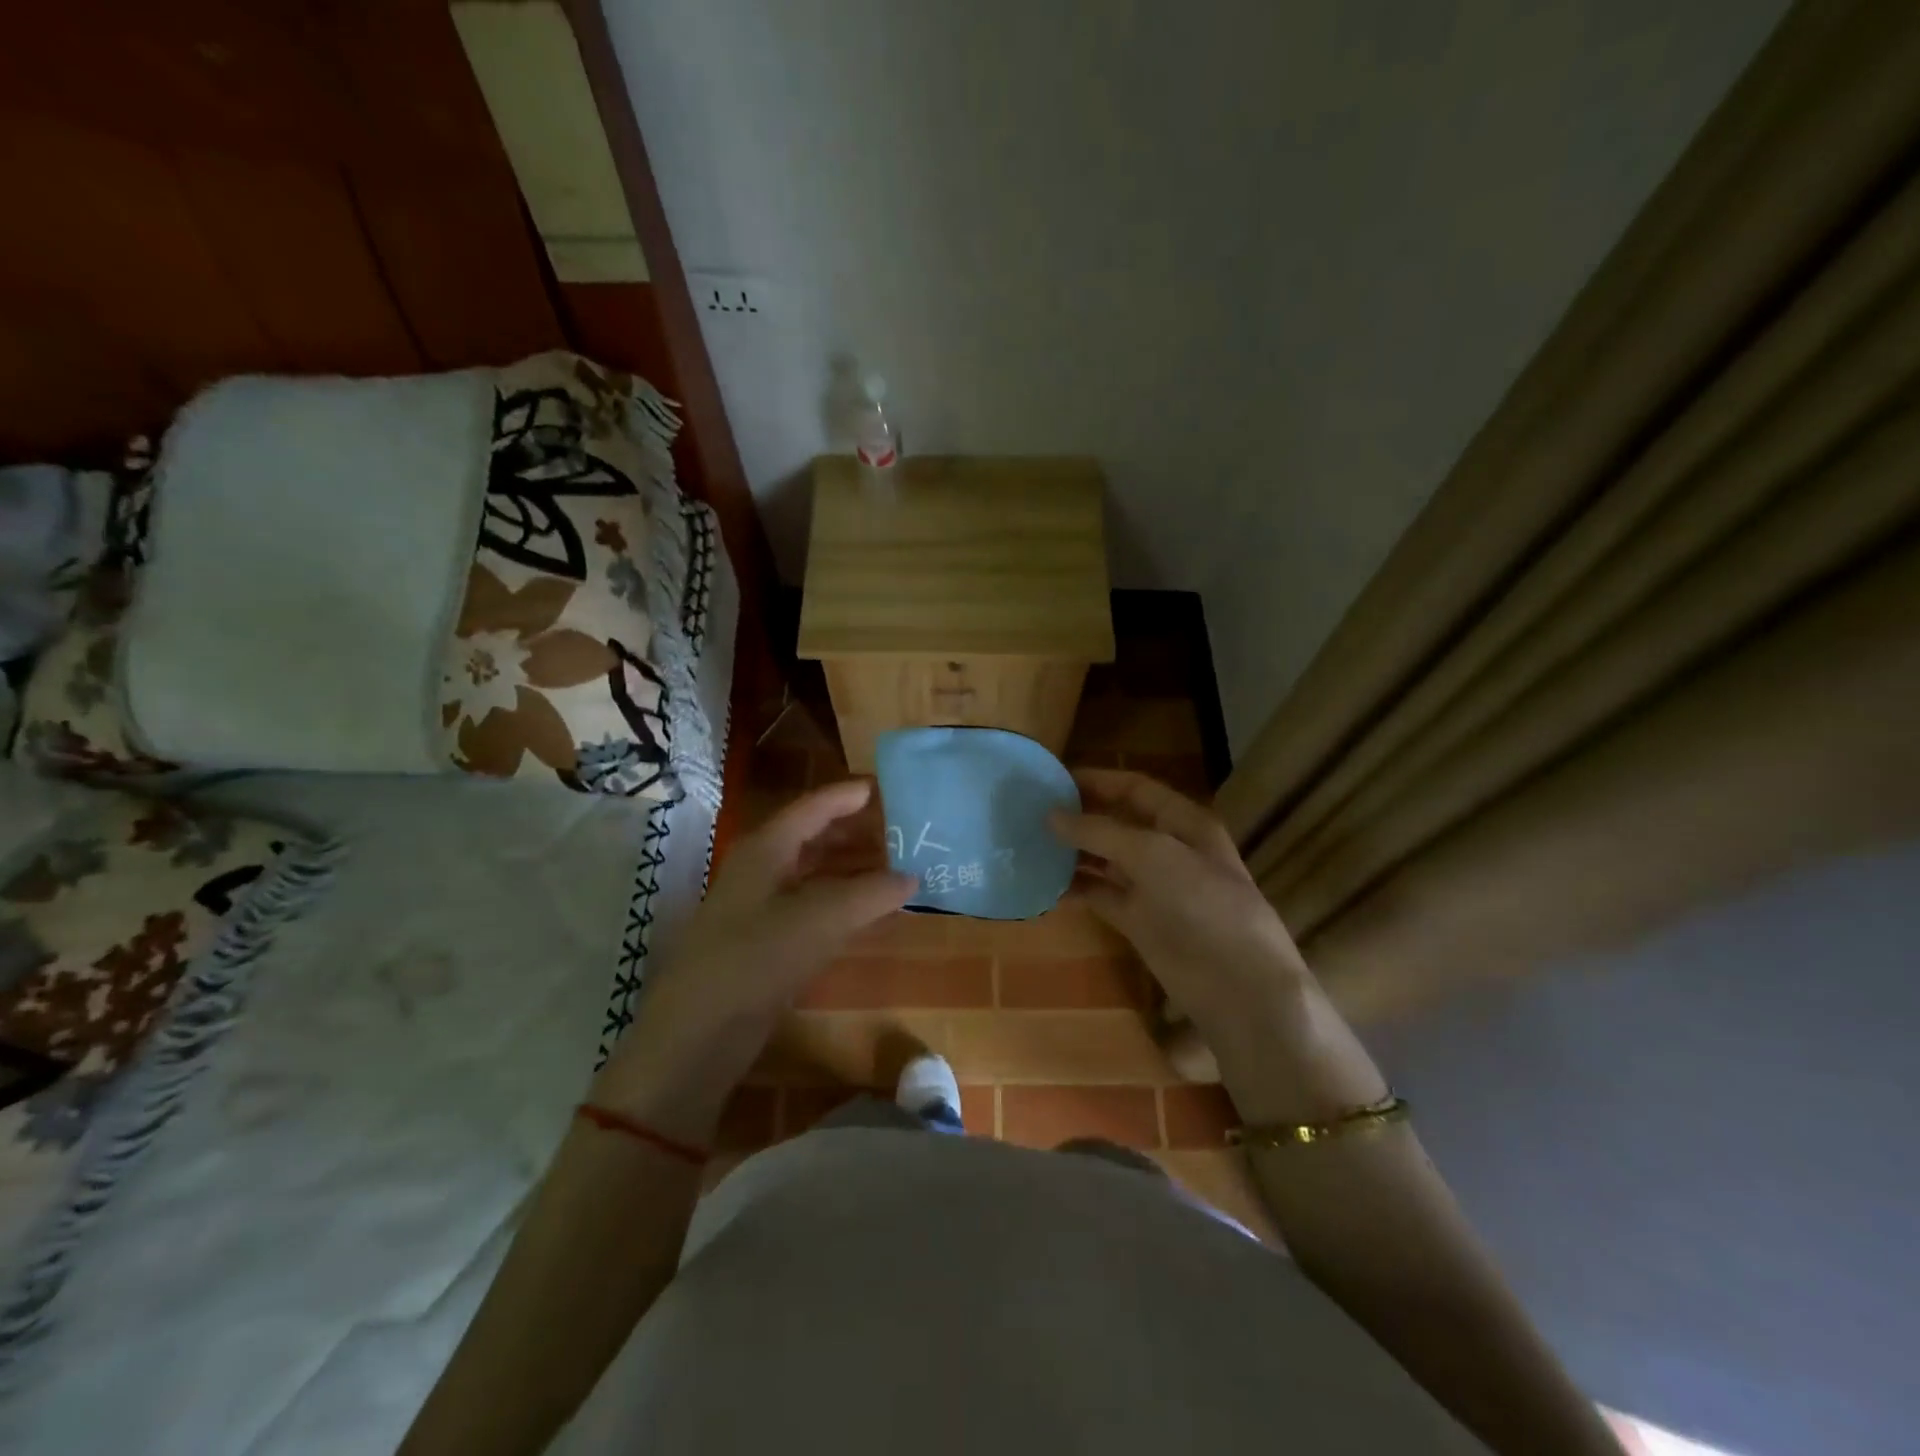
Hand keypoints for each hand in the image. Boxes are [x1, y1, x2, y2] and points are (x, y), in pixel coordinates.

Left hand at [593, 779, 913, 1142]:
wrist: (696, 1036)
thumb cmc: (753, 961)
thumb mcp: (817, 921)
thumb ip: (868, 894)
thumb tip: (911, 877)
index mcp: (765, 849)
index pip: (812, 807)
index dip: (848, 795)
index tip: (886, 785)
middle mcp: (760, 869)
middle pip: (812, 836)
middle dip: (854, 829)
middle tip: (899, 826)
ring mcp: (759, 907)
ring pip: (812, 871)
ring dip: (850, 865)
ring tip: (893, 863)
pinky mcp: (764, 942)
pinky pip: (811, 905)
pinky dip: (841, 900)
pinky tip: (866, 909)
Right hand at [1051, 770, 1384, 1114]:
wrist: (1236, 985)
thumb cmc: (1202, 904)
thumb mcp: (1152, 854)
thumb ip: (1100, 831)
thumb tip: (1051, 816)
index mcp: (1183, 822)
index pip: (1136, 789)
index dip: (1097, 780)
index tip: (1053, 779)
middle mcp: (1168, 849)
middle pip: (1118, 822)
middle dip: (1080, 816)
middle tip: (1032, 812)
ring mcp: (1153, 887)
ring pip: (1106, 860)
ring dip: (1073, 853)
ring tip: (1030, 845)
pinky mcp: (1140, 921)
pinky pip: (1102, 896)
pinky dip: (1076, 889)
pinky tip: (1045, 886)